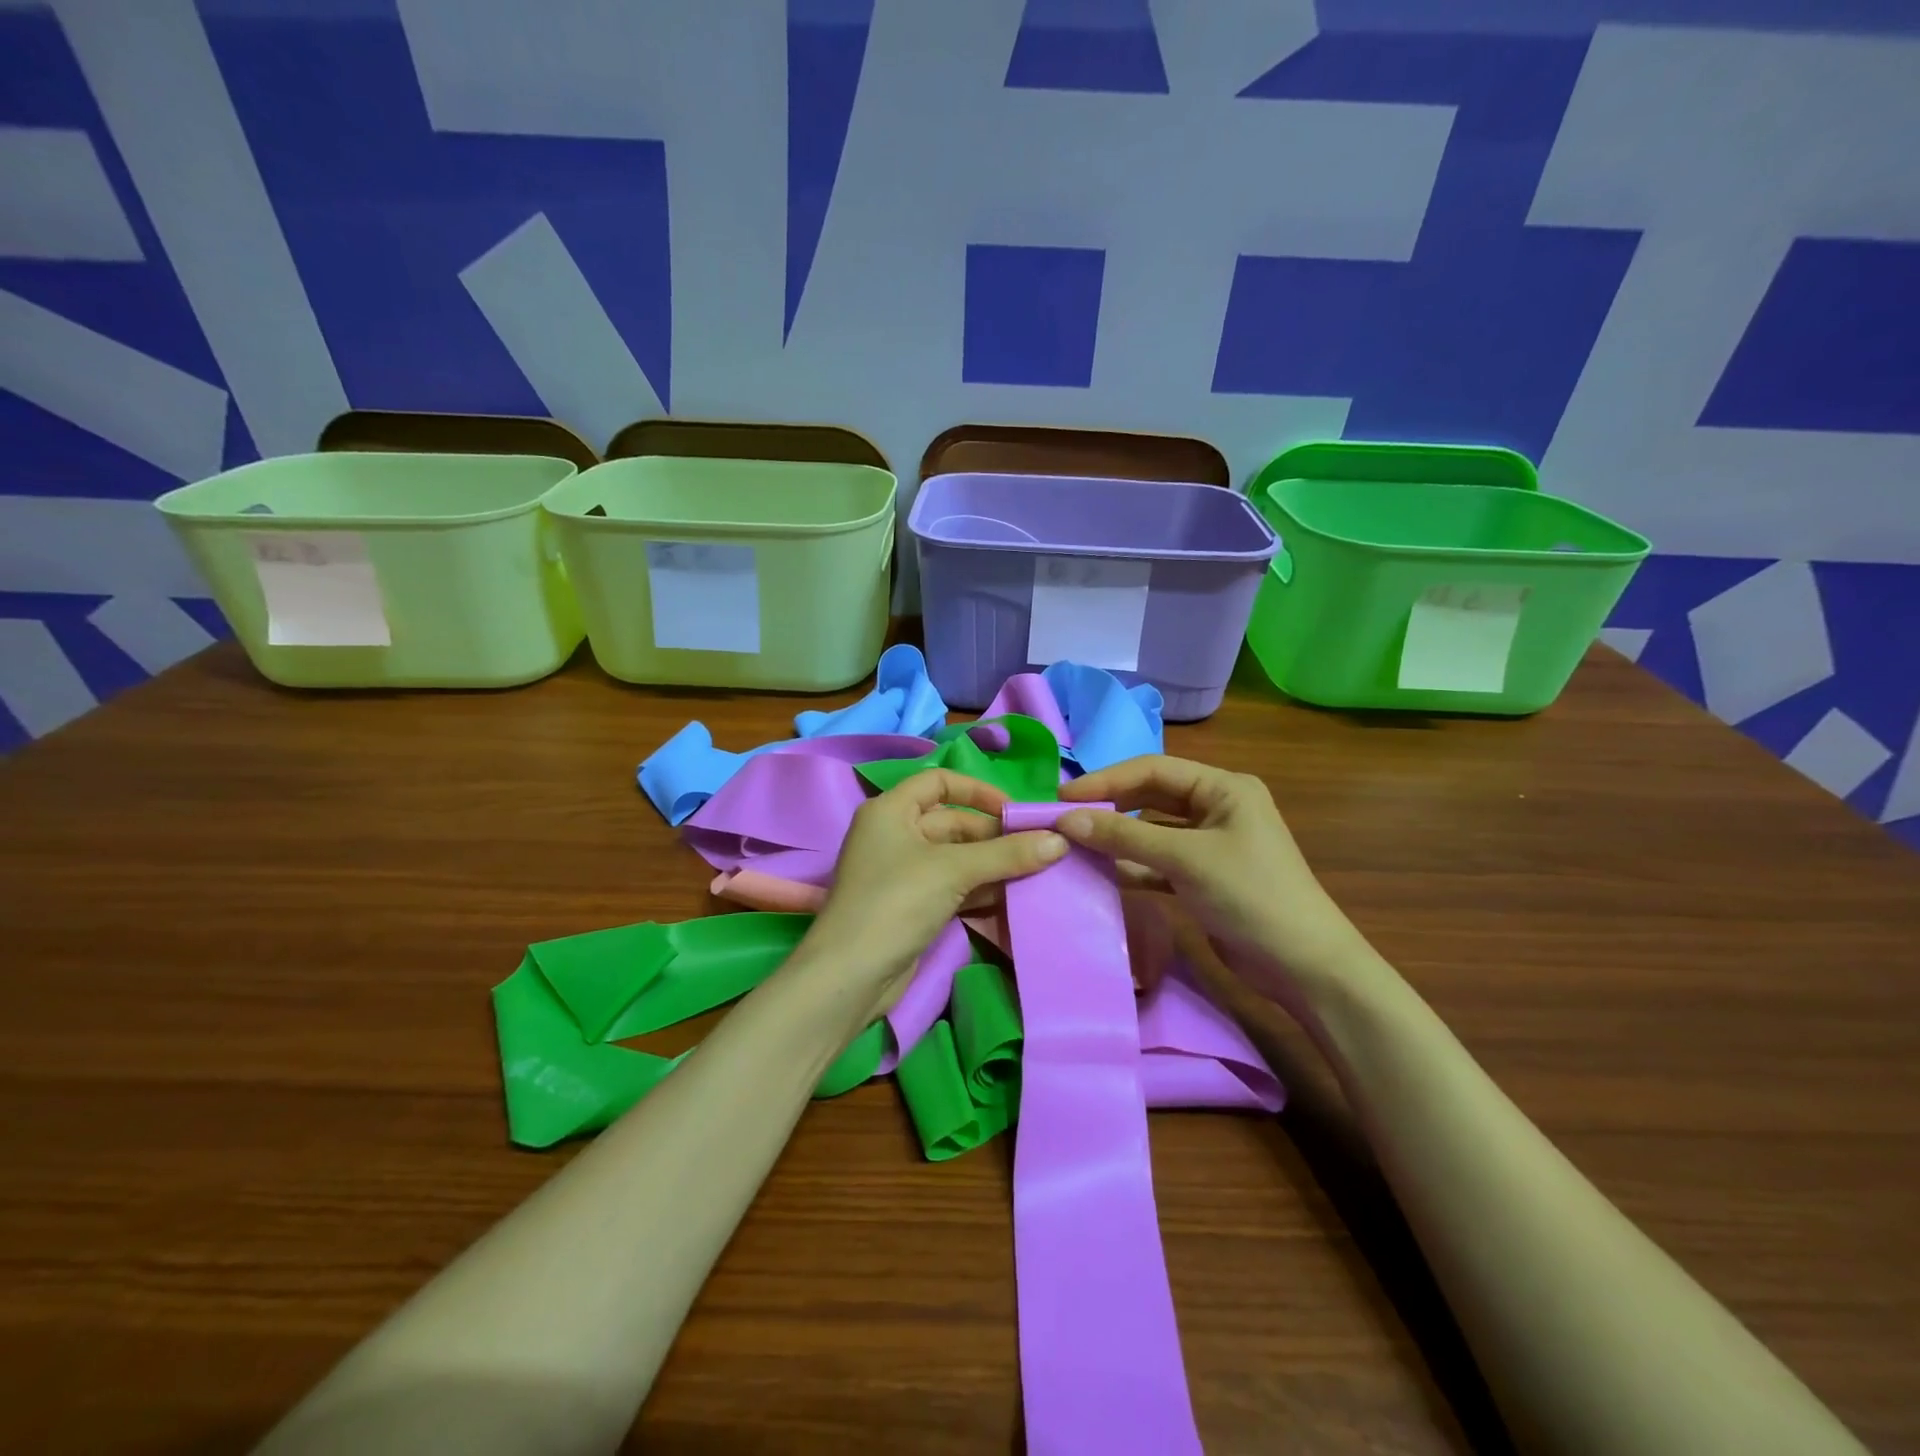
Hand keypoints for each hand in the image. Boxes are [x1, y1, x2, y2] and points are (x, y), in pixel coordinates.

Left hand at [801, 770, 1066, 1017]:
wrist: (851, 976)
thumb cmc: (896, 902)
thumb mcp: (954, 870)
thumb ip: (1007, 854)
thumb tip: (1060, 840)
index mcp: (891, 810)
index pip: (939, 782)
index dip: (978, 790)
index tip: (1014, 811)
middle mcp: (894, 834)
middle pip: (952, 823)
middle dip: (994, 836)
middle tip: (1038, 849)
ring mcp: (901, 872)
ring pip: (955, 858)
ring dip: (992, 865)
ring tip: (1036, 873)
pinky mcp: (911, 905)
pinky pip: (952, 886)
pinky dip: (979, 889)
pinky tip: (1012, 898)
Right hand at [1057, 756, 1369, 1007]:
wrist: (1305, 967)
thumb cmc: (1251, 896)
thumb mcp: (1186, 859)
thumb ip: (1124, 837)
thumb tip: (1065, 820)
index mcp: (1223, 787)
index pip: (1152, 769)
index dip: (1105, 780)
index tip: (1062, 797)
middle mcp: (1216, 807)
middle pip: (1150, 797)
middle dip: (1108, 807)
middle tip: (1063, 820)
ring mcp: (1209, 844)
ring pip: (1151, 831)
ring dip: (1116, 838)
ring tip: (1072, 846)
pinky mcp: (1202, 877)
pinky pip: (1157, 862)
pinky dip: (1131, 866)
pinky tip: (1100, 873)